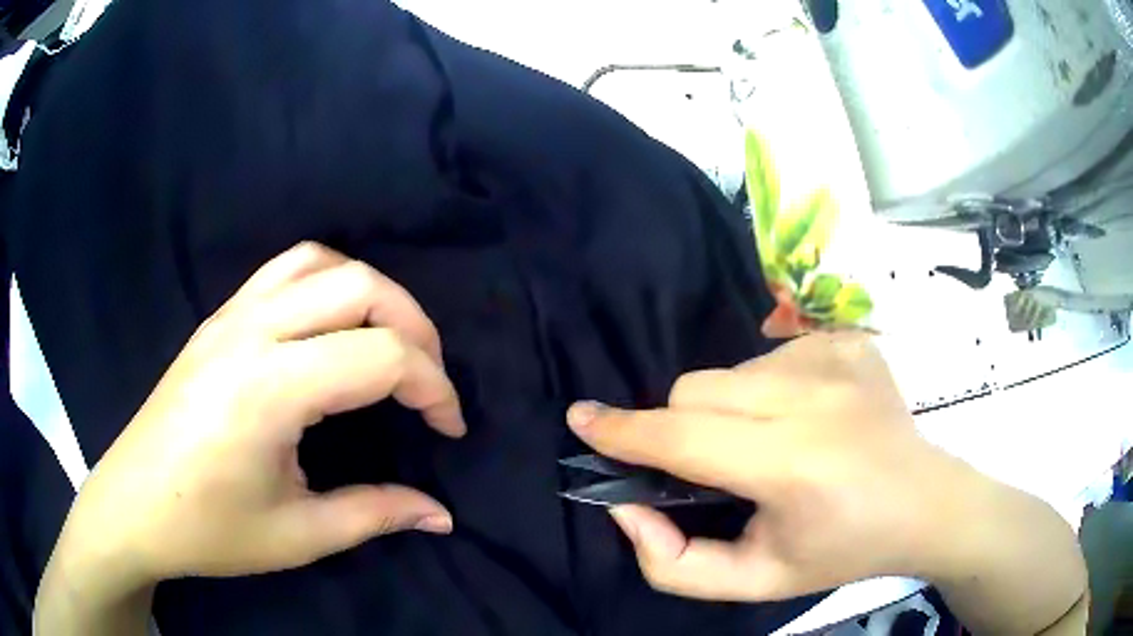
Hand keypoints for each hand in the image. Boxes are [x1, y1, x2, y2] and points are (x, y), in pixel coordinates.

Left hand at [55, 243, 465, 587]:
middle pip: (361, 286)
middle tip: (429, 384)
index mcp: (268, 389)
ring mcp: (230, 315)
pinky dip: (330, 281)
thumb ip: (376, 514)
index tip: (449, 428)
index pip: (380, 356)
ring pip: (323, 262)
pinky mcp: (218, 318)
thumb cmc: (209, 529)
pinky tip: (334, 325)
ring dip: (374, 294)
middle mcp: (251, 331)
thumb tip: (442, 515)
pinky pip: (286, 269)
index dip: (434, 388)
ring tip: (390, 344)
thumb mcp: (298, 535)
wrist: (133, 506)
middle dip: (417, 329)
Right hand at [565, 334, 1017, 598]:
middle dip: (682, 429)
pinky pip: (769, 355)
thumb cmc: (841, 551)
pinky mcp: (846, 338)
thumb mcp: (755, 582)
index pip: (685, 438)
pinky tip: (806, 418)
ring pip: (729, 372)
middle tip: (716, 467)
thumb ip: (674, 565)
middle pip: (696, 390)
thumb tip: (627, 506)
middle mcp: (814, 396)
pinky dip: (767, 389)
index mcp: (794, 465)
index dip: (624, 431)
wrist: (924, 502)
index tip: (583, 419)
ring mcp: (835, 355)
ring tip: (771, 444)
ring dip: (727, 410)